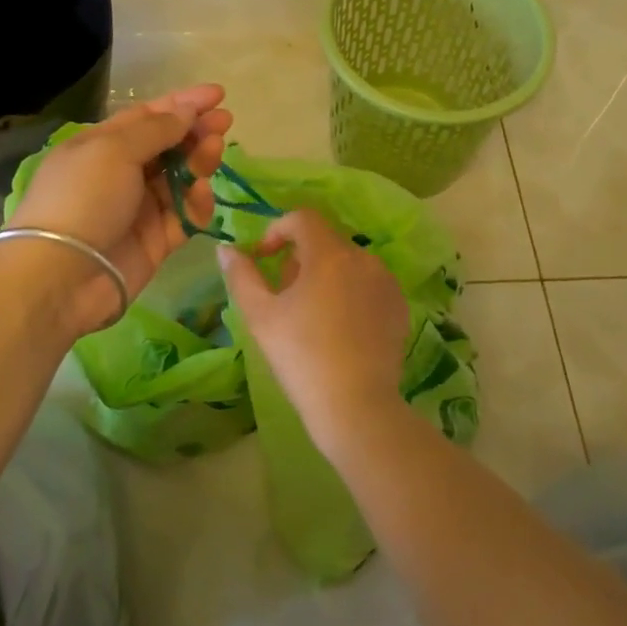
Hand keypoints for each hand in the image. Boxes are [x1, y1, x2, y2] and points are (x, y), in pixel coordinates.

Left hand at [10, 85, 232, 326]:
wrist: (62, 275)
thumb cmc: (83, 198)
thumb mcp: (114, 150)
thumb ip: (156, 129)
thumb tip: (186, 110)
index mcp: (102, 145)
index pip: (147, 116)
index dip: (182, 103)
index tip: (218, 94)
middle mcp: (120, 173)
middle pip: (167, 146)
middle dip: (196, 131)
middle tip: (226, 122)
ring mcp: (138, 209)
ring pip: (179, 179)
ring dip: (199, 162)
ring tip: (213, 152)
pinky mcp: (154, 241)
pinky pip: (184, 216)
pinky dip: (196, 204)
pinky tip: (202, 194)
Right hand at [218, 210, 410, 458]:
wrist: (356, 407)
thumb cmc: (301, 357)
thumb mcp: (260, 315)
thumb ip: (241, 275)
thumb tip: (226, 248)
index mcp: (330, 254)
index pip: (302, 218)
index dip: (277, 230)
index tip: (263, 259)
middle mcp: (364, 259)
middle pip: (325, 240)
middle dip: (299, 257)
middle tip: (283, 293)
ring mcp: (387, 283)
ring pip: (348, 263)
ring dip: (325, 274)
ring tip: (311, 313)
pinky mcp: (399, 308)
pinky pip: (368, 285)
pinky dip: (350, 292)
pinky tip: (340, 328)